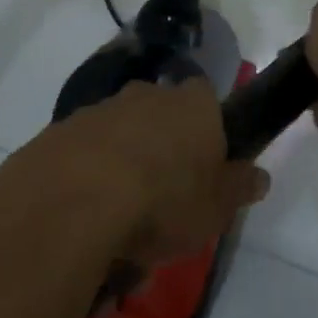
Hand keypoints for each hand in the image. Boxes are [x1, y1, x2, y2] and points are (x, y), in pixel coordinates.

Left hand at [39, 78, 268, 267]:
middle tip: (162, 200)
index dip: (208, 129)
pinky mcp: (57, 132)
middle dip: (161, 148)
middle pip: (161, 114)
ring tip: (118, 223)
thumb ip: (239, 188)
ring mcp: (99, 110)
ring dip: (121, 165)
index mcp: (193, 105)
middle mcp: (147, 94)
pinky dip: (84, 178)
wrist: (71, 204)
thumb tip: (259, 176)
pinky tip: (82, 218)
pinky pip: (81, 153)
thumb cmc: (163, 202)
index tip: (204, 166)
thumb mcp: (216, 208)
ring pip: (119, 134)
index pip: (207, 99)